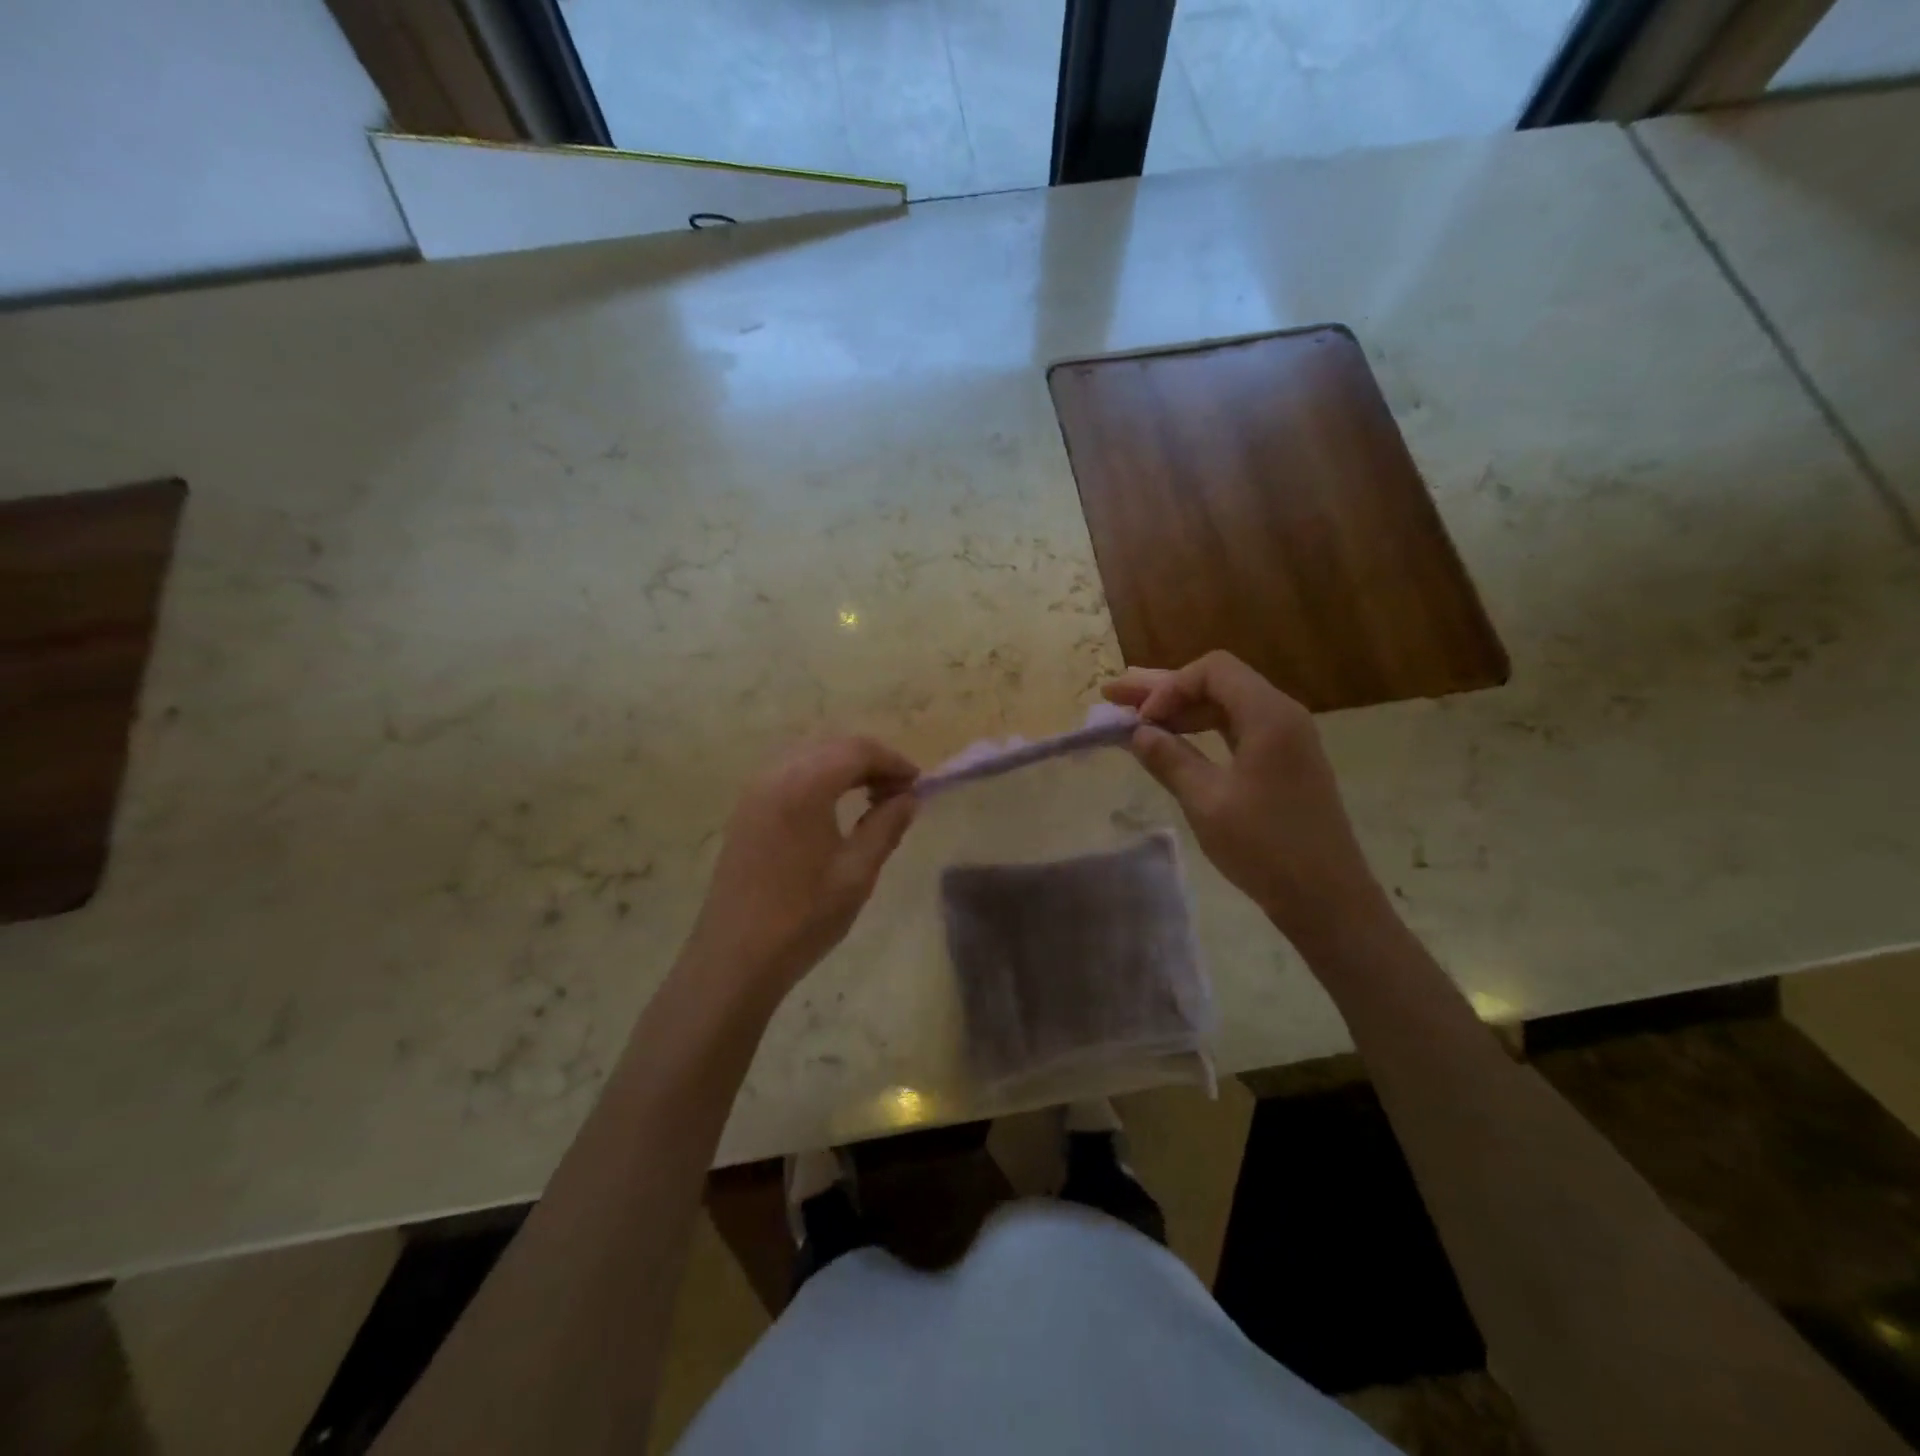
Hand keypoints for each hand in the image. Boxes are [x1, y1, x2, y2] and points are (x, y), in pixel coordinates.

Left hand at [686, 737, 919, 996]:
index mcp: (803, 786)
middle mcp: (775, 775)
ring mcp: (754, 791)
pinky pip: (790, 773)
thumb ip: (886, 826)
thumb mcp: (856, 873)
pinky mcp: (746, 809)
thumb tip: (909, 797)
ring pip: (810, 756)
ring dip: (845, 767)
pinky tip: (835, 808)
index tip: (918, 784)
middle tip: (900, 792)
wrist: (735, 958)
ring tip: (873, 799)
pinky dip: (820, 778)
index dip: (893, 761)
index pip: (857, 750)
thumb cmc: (802, 917)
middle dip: (871, 761)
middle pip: (832, 747)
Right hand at [1103, 652, 1392, 950]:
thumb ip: (1170, 759)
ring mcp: (1286, 739)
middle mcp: (1281, 715)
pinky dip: (1202, 729)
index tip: (1141, 722)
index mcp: (1269, 715)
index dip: (1169, 687)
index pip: (1212, 670)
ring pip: (1225, 706)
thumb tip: (1138, 733)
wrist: (1327, 898)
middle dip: (1164, 689)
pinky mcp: (1284, 762)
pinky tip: (1173, 741)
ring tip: (1134, 714)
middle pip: (1217, 683)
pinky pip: (1236, 729)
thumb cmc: (1265, 847)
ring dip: (1181, 709)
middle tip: (1115, 694)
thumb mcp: (1207, 802)